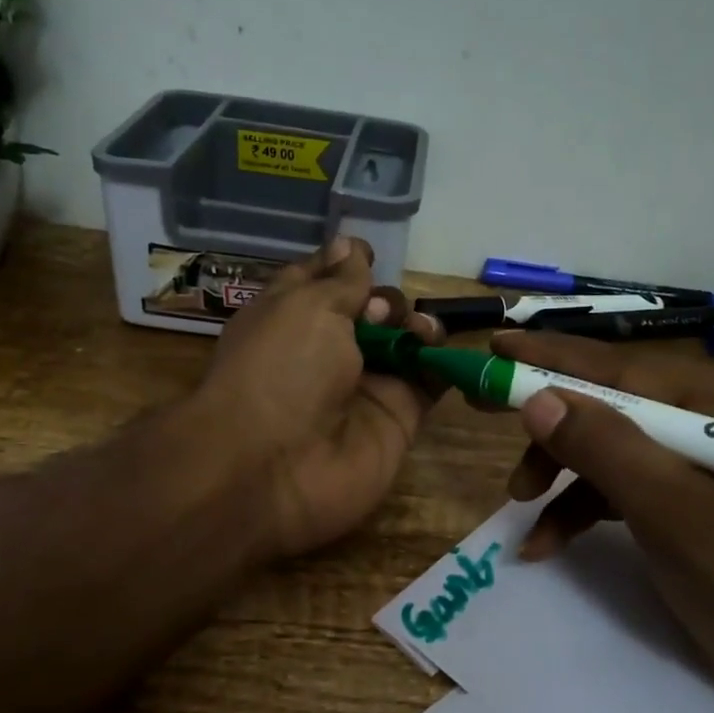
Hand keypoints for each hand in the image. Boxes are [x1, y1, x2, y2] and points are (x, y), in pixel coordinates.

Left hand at [195, 236, 444, 559]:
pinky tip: (438, 350)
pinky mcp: (397, 419)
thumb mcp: (306, 306)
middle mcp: (329, 349)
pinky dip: (441, 362)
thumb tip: (352, 244)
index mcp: (293, 316)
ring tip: (417, 332)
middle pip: (374, 311)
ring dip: (417, 327)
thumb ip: (342, 279)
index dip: (348, 263)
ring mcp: (365, 386)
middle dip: (386, 300)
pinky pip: (428, 383)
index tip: (369, 254)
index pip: (327, 279)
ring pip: (405, 344)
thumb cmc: (280, 369)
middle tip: (379, 314)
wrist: (272, 468)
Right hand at [489, 329, 713, 711]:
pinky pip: (619, 483)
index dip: (552, 358)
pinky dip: (580, 507)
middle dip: (551, 426)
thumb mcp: (672, 510)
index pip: (623, 369)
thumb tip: (537, 399)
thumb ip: (605, 448)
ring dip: (560, 473)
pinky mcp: (682, 491)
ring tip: (520, 504)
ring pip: (607, 445)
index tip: (495, 347)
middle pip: (609, 404)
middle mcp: (712, 413)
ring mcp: (696, 453)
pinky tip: (546, 542)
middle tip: (482, 408)